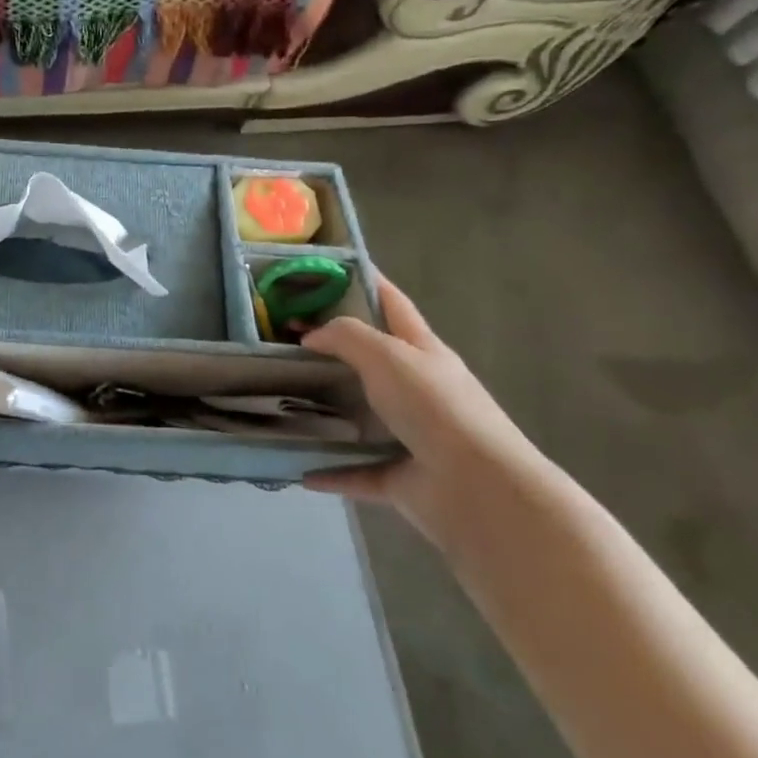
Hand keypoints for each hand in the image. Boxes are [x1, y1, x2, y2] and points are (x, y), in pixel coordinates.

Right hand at [299, 277, 546, 545]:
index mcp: (421, 352)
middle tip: (281, 339)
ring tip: (280, 400)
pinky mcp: (399, 477)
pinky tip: (298, 468)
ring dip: (326, 411)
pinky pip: (355, 470)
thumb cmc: (435, 408)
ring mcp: (409, 435)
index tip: (327, 269)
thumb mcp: (388, 355)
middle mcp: (417, 389)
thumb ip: (346, 336)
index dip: (366, 282)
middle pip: (370, 361)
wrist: (477, 488)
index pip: (392, 304)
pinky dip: (329, 470)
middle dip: (331, 349)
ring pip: (359, 417)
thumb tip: (311, 335)